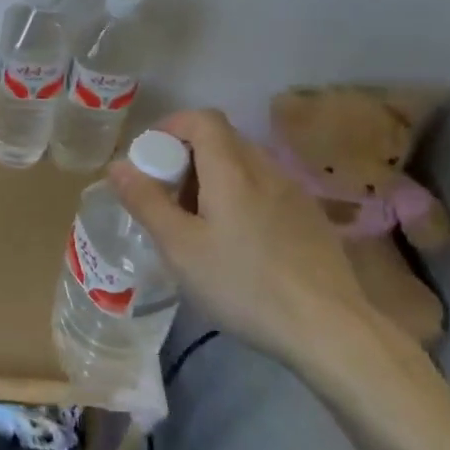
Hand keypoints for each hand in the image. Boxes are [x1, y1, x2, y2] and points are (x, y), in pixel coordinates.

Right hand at [108, 108, 389, 367]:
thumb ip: (146, 201)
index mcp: (232, 168)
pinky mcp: (312, 220)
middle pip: (222, 140)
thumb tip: (117, 165)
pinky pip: (266, 190)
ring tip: (199, 223)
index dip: (171, 127)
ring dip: (214, 178)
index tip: (150, 159)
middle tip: (167, 198)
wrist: (332, 331)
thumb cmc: (245, 284)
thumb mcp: (180, 247)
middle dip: (187, 157)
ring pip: (245, 165)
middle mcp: (265, 169)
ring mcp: (294, 194)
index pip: (202, 118)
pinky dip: (241, 198)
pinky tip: (239, 243)